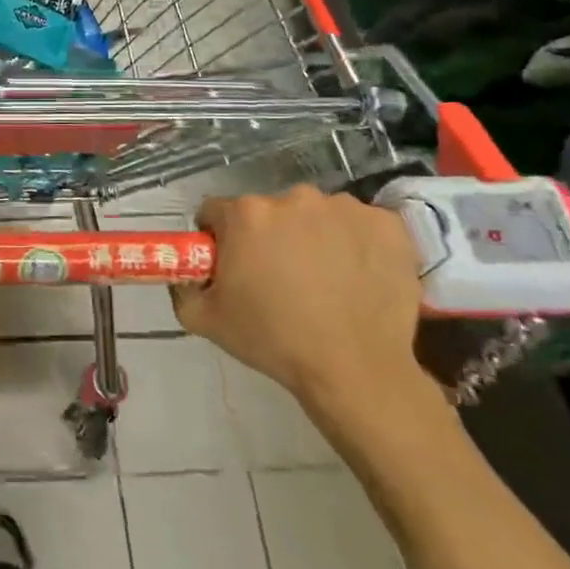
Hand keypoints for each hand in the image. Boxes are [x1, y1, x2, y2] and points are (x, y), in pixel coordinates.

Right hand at [170, 184, 426, 413]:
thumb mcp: (204, 320)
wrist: (356, 370)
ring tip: (321, 281)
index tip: (230, 265)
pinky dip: (354, 243)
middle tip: (276, 278)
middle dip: (266, 237)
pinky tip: (355, 276)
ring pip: (314, 215)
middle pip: (267, 211)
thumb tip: (184, 275)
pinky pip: (359, 225)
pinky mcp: (387, 224)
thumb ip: (182, 288)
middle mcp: (293, 198)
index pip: (216, 212)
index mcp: (245, 214)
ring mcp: (345, 208)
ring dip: (311, 237)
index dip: (218, 238)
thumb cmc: (273, 340)